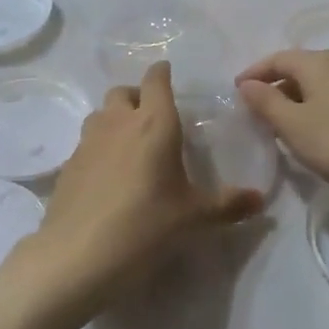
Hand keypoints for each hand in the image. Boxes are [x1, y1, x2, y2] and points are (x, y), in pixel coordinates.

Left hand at [20, 62, 262, 317]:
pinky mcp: (67, 165)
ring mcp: (87, 142)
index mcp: (154, 123)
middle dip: (137, 96)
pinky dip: (99, 148)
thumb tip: (260, 200)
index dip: (162, 73)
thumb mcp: (194, 218)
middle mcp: (118, 122)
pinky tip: (107, 176)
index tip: (167, 73)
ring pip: (100, 114)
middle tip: (153, 118)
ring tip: (130, 145)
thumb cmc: (145, 227)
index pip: (156, 80)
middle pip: (122, 92)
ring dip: (115, 119)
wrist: (77, 255)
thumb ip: (228, 205)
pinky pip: (86, 143)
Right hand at [237, 48, 328, 203]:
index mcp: (318, 62)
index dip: (254, 73)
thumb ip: (265, 102)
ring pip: (319, 85)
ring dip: (296, 100)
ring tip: (281, 125)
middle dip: (275, 87)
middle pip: (299, 69)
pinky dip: (317, 109)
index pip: (277, 58)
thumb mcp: (293, 125)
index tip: (236, 92)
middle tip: (256, 111)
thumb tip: (247, 84)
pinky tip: (315, 133)